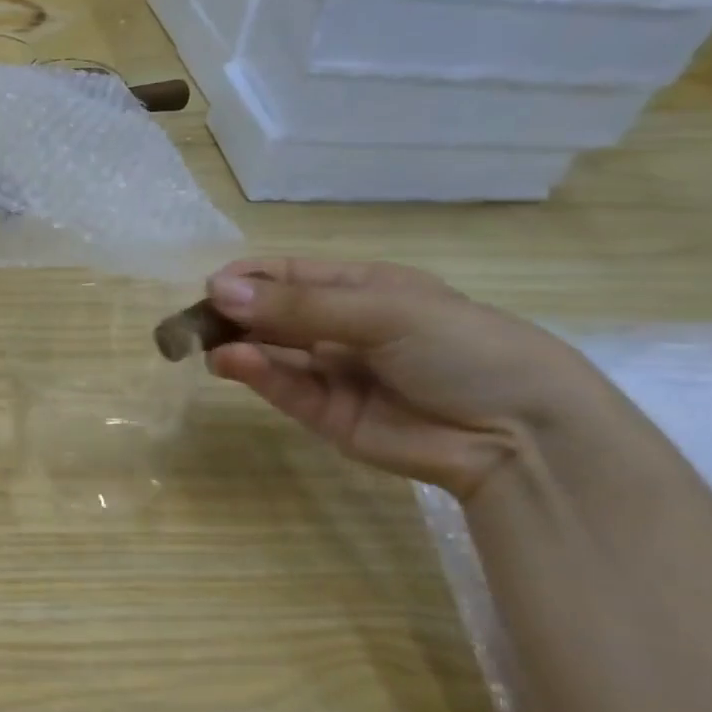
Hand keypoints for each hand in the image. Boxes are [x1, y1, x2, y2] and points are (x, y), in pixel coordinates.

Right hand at [202, 258, 611, 498]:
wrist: (520, 435)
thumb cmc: (464, 349)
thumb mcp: (385, 312)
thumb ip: (298, 307)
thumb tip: (218, 290)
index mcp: (363, 289)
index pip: (290, 276)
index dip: (249, 278)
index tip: (211, 286)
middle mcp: (341, 327)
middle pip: (271, 314)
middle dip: (231, 312)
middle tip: (191, 320)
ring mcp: (331, 372)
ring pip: (269, 351)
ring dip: (235, 343)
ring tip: (203, 342)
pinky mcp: (324, 414)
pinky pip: (281, 387)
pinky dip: (253, 373)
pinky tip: (230, 362)